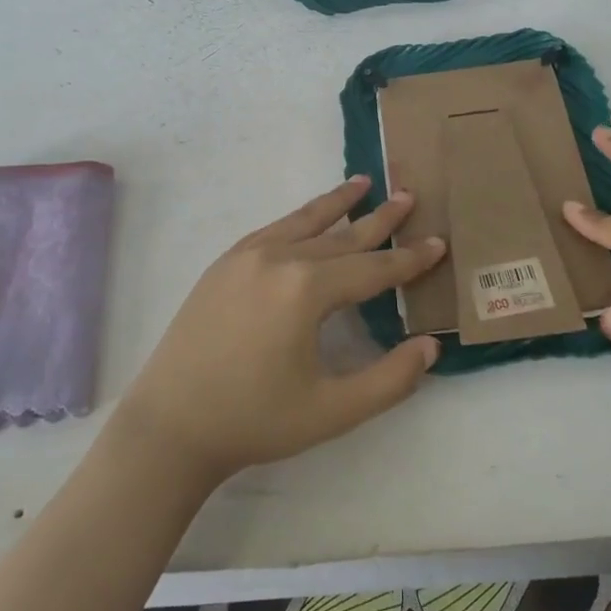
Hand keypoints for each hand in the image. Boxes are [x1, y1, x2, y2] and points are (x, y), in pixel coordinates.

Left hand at [115, 176, 445, 483]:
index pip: (372, 269)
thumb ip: (390, 379)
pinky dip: (299, 218)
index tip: (439, 243)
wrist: (171, 426)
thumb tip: (430, 347)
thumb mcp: (334, 411)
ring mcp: (245, 256)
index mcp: (306, 289)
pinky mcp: (223, 264)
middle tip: (409, 196)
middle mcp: (278, 259)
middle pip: (342, 236)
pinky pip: (273, 230)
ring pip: (304, 222)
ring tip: (364, 184)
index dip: (409, 260)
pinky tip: (309, 217)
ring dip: (337, 204)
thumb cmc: (255, 421)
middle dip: (380, 219)